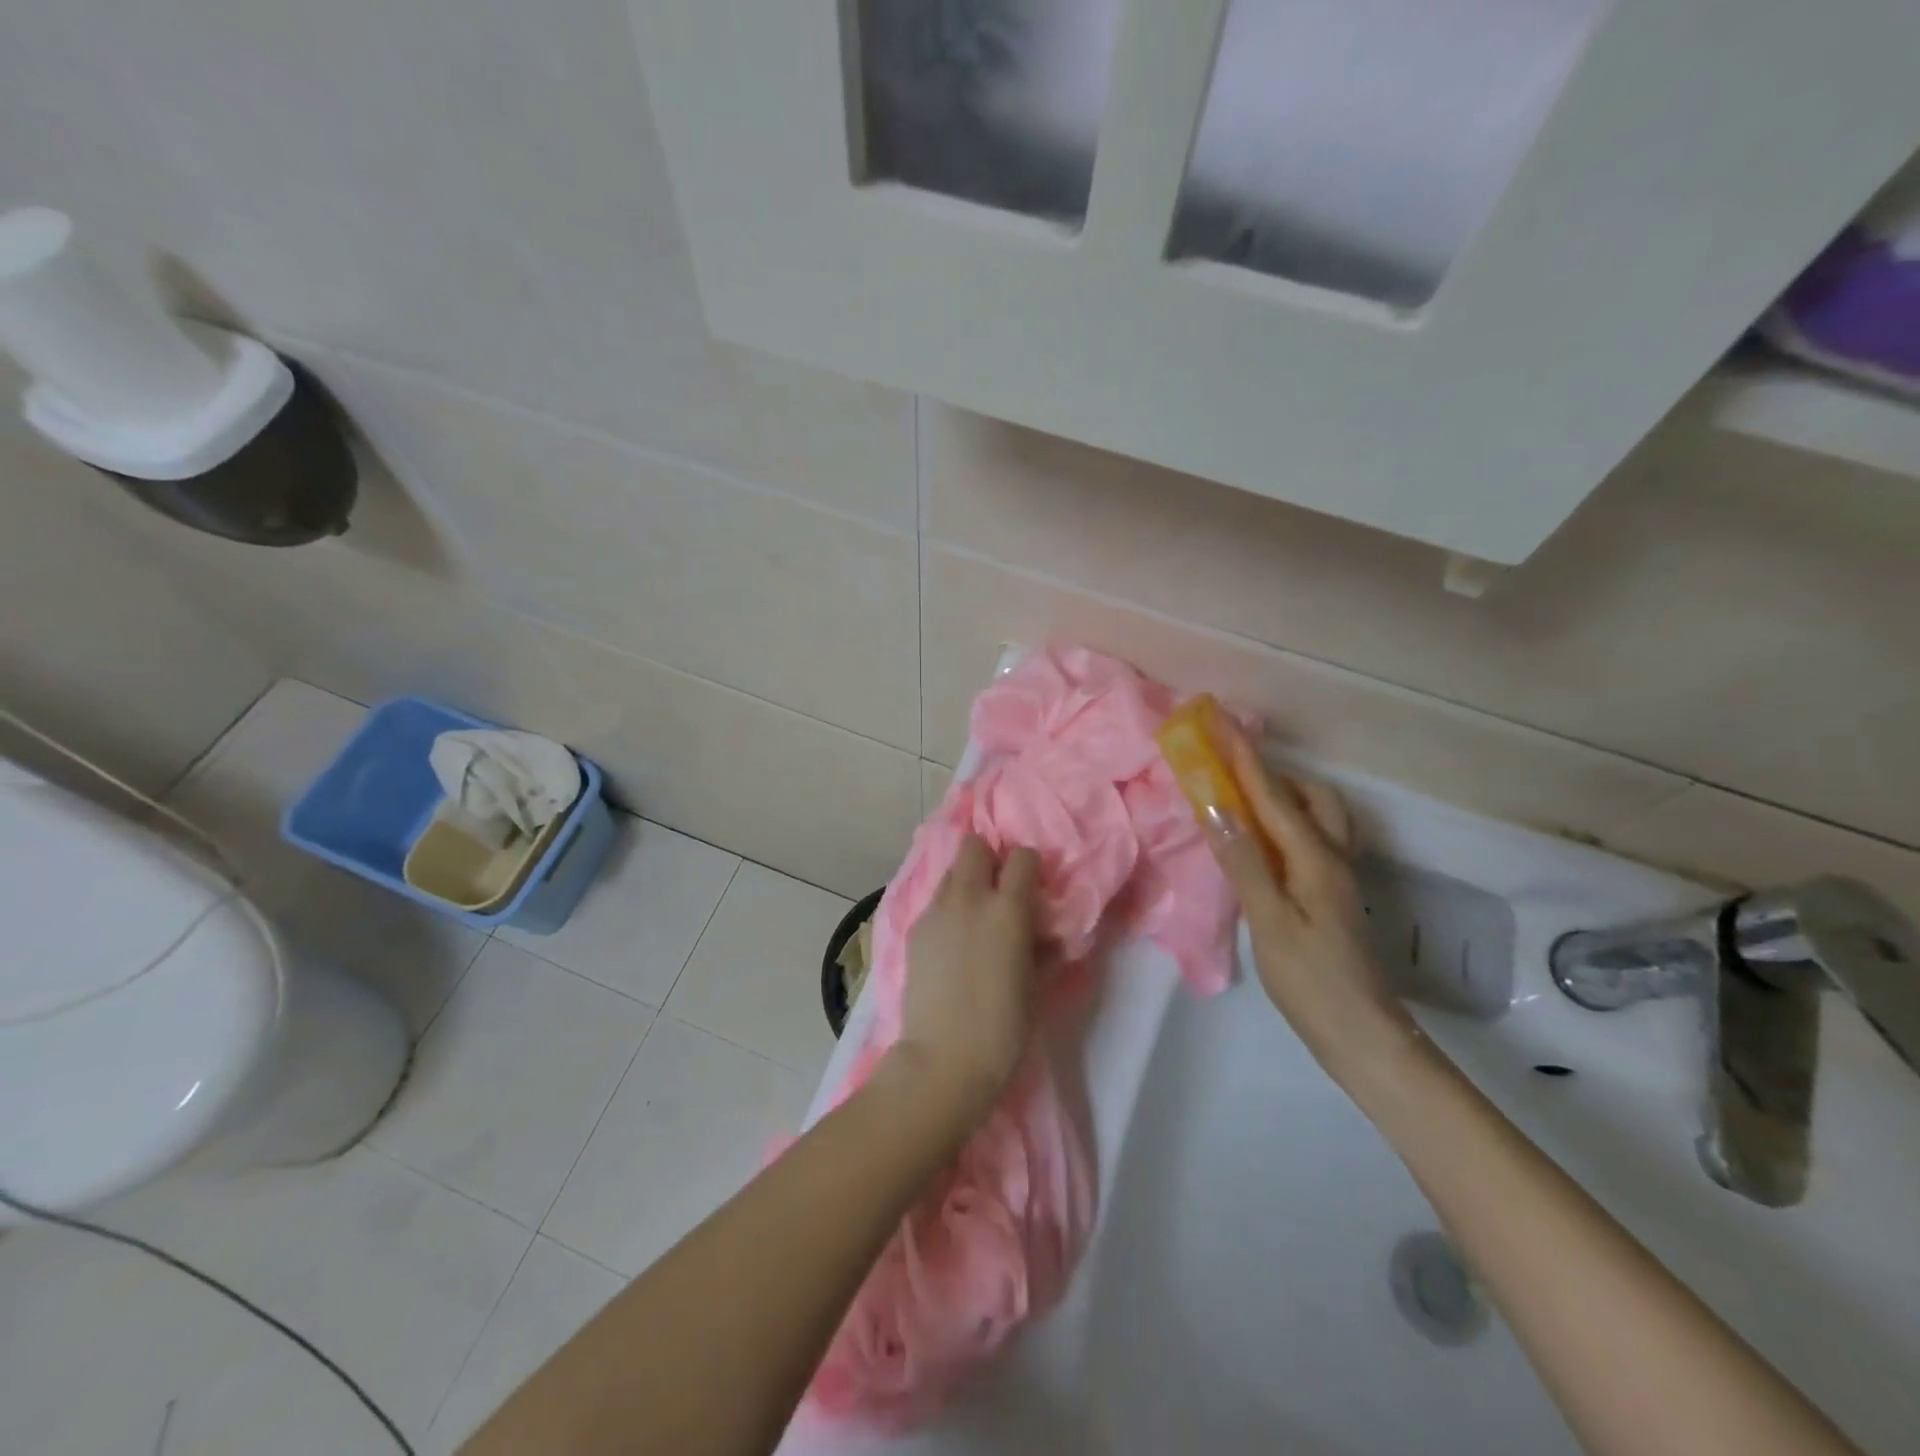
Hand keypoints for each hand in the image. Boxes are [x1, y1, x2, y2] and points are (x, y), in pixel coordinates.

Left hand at [893, 835, 1042, 1126]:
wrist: (944, 1060)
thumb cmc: (1004, 1029)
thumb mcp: (1036, 985)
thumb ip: (1041, 947)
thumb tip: (1044, 932)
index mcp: (1007, 909)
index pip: (1022, 857)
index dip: (1029, 868)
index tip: (1032, 888)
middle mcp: (969, 898)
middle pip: (974, 846)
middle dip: (988, 859)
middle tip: (997, 891)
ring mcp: (935, 912)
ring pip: (951, 873)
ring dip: (966, 884)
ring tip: (973, 919)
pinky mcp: (914, 930)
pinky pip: (935, 903)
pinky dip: (947, 911)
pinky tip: (951, 944)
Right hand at [1200, 717, 1421, 1087]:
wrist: (1360, 1032)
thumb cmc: (1310, 979)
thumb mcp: (1269, 920)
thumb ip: (1243, 861)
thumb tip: (1217, 808)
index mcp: (1315, 858)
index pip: (1274, 796)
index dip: (1245, 758)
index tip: (1223, 722)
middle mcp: (1333, 857)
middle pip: (1308, 797)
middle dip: (1270, 773)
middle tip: (1231, 771)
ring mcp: (1336, 876)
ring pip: (1317, 817)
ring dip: (1283, 798)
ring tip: (1243, 804)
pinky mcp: (1332, 894)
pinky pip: (1311, 839)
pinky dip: (1287, 824)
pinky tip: (1265, 844)